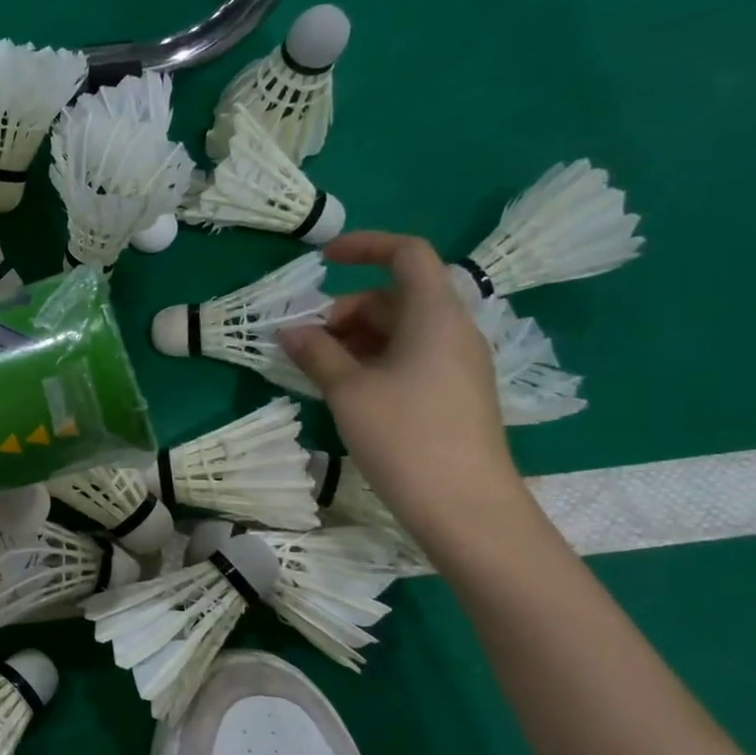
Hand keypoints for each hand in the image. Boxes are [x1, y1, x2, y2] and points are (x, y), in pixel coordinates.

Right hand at [277, 232, 526, 542]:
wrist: (466, 507)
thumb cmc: (405, 437)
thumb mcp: (348, 391)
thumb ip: (316, 353)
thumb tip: (289, 330)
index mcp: (435, 316)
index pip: (407, 254)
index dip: (365, 246)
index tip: (322, 260)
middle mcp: (453, 331)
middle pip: (395, 297)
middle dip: (344, 311)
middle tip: (304, 344)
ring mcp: (456, 364)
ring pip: (398, 330)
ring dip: (354, 339)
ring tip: (317, 371)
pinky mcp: (453, 393)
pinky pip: (408, 358)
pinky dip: (372, 361)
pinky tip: (345, 390)